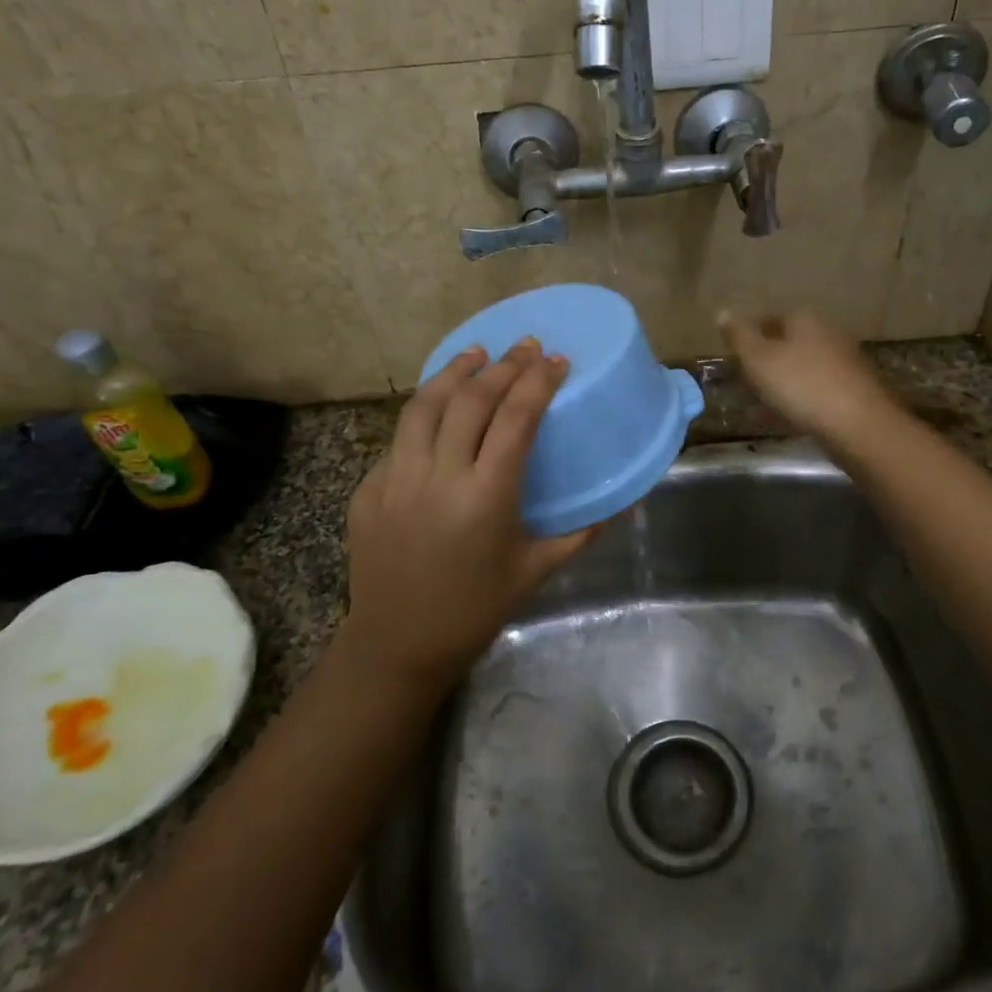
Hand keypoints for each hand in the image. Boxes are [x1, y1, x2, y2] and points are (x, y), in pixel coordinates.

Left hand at [342, 338, 594, 688]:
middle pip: (471, 400)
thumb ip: (581, 533)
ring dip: (453, 372)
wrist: (397, 645)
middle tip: (526, 346)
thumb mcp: (535, 571)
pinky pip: (399, 440)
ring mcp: (395, 480)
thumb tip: (624, 504)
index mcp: (485, 497)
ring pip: (424, 406)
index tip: (556, 360)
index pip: (515, 418)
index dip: (538, 381)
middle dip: (503, 365)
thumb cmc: (475, 610)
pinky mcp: (367, 489)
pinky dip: (424, 416)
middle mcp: (437, 477)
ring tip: (476, 352)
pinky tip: (438, 414)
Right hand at [717, 310, 898, 448]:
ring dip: (782, 382)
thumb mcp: (758, 359)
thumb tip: (722, 311)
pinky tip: (785, 418)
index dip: (750, 336)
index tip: (735, 356)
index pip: (770, 318)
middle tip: (744, 382)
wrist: (858, 425)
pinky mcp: (853, 390)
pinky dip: (798, 400)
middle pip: (788, 343)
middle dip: (767, 360)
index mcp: (804, 320)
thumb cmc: (801, 385)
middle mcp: (827, 334)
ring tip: (760, 404)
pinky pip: (816, 390)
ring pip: (802, 368)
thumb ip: (739, 336)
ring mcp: (844, 362)